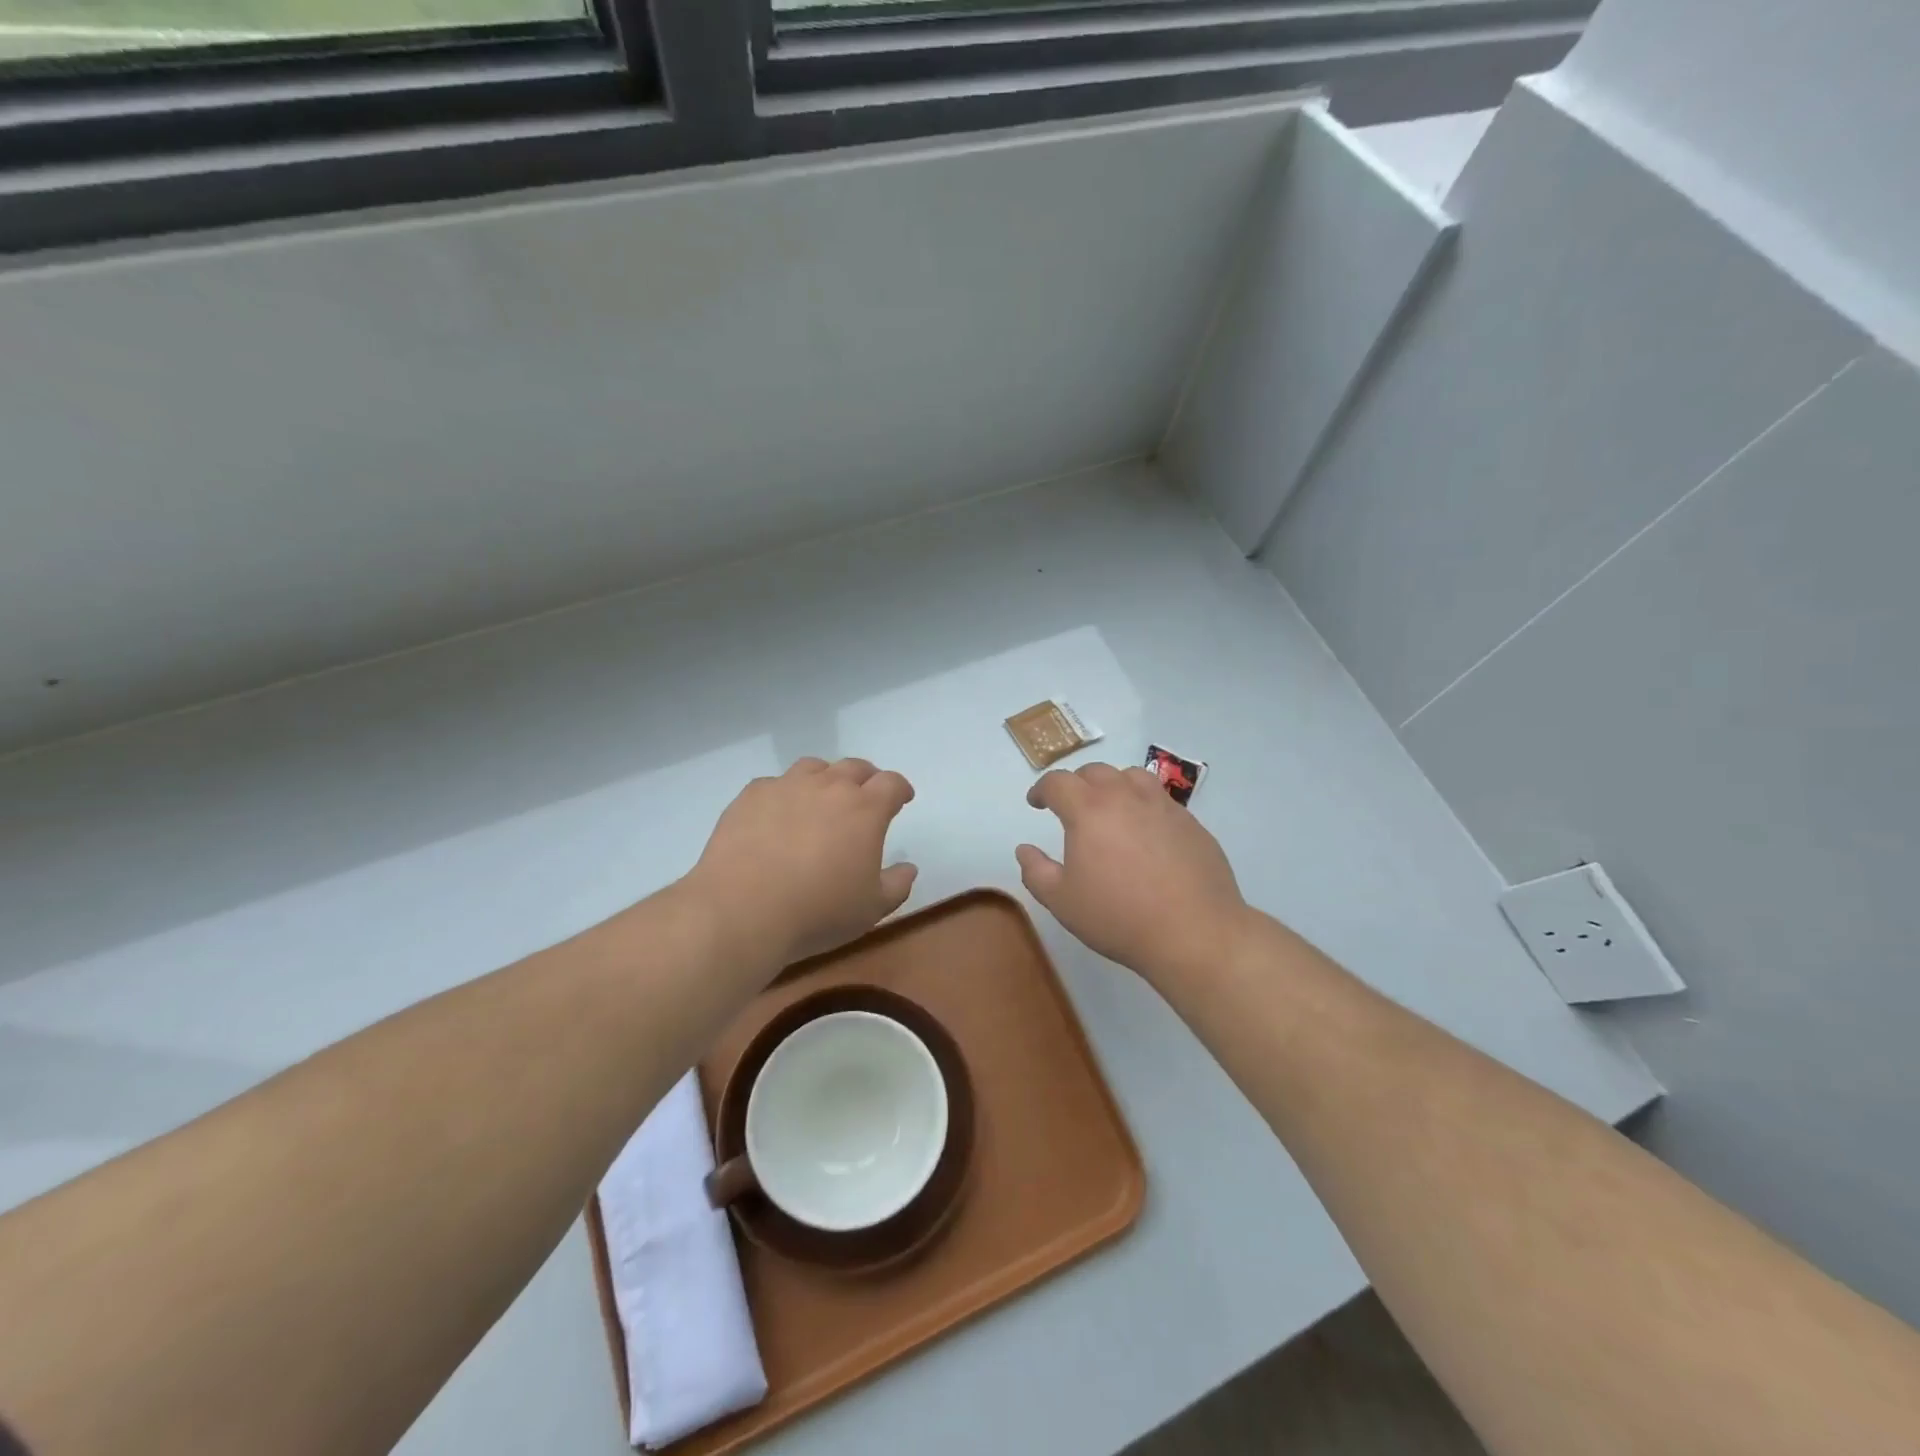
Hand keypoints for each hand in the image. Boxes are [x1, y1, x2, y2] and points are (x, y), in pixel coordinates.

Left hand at [685, 757, 917, 970]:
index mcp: (865, 809)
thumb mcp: (871, 909)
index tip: (902, 799)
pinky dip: (784, 794)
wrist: (742, 910)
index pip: (891, 783)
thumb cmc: (818, 911)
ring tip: (820, 800)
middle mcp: (828, 786)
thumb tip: (908, 868)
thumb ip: (897, 885)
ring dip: (825, 778)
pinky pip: (774, 784)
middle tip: (865, 797)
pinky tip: (778, 816)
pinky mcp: (751, 796)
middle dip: (866, 779)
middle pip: (854, 767)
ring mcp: (786, 786)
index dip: (900, 789)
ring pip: (813, 767)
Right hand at [1016, 763, 1249, 985]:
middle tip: (1070, 805)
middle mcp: (1126, 797)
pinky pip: (1161, 800)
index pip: (1058, 782)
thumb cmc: (1118, 917)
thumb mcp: (1062, 901)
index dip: (1041, 789)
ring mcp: (1163, 806)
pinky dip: (1144, 805)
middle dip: (1076, 783)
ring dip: (1113, 784)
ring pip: (1132, 776)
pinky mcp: (1191, 823)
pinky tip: (1145, 833)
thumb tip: (1025, 849)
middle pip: (1095, 772)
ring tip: (1110, 807)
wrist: (1194, 932)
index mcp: (1089, 810)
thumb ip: (1036, 871)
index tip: (1036, 802)